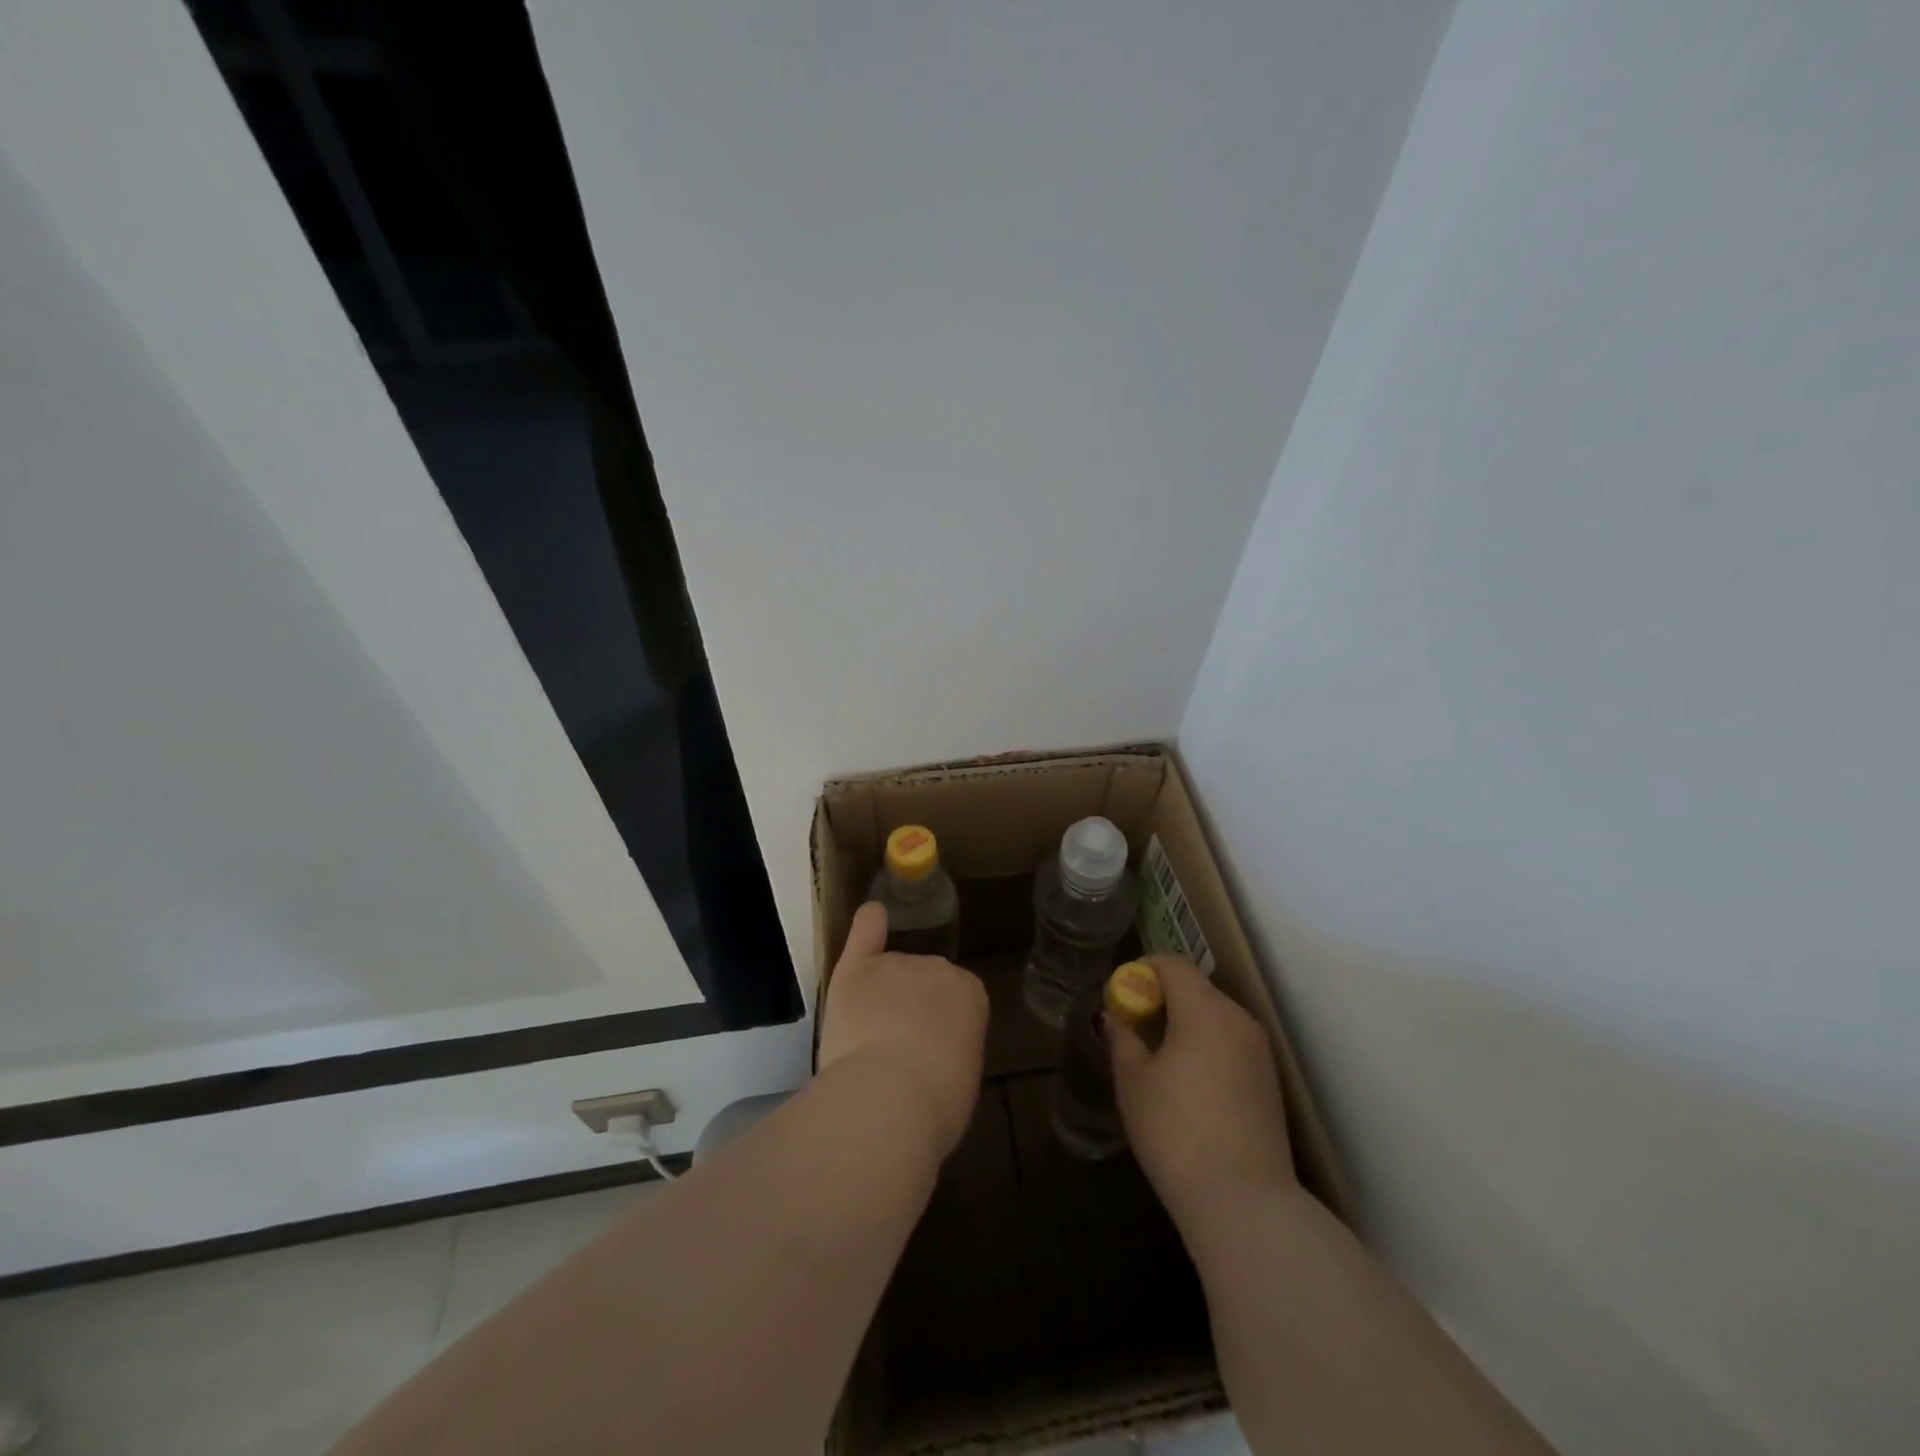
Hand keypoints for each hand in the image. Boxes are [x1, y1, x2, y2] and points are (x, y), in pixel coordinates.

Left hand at [818, 902, 988, 1156]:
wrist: (890, 1095)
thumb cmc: (937, 1101)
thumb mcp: (962, 1076)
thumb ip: (951, 1048)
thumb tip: (934, 1055)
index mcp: (971, 994)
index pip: (957, 999)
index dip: (941, 1025)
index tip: (932, 1052)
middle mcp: (937, 967)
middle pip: (922, 982)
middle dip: (911, 1008)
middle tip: (898, 1051)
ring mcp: (895, 964)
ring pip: (887, 976)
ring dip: (880, 999)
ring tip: (866, 1044)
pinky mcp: (856, 969)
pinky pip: (866, 933)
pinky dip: (868, 924)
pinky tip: (872, 915)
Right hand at [1109, 955, 1295, 1221]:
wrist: (1245, 1202)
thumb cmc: (1177, 1131)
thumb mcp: (1133, 1082)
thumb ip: (1122, 1040)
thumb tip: (1115, 1019)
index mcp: (1204, 1009)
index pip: (1173, 964)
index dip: (1143, 969)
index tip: (1121, 995)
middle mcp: (1238, 1019)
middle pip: (1196, 989)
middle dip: (1162, 997)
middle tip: (1134, 1027)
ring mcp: (1259, 1051)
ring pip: (1215, 1017)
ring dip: (1185, 1023)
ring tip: (1157, 1057)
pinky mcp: (1269, 1082)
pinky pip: (1230, 1044)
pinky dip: (1205, 1046)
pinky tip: (1188, 1084)